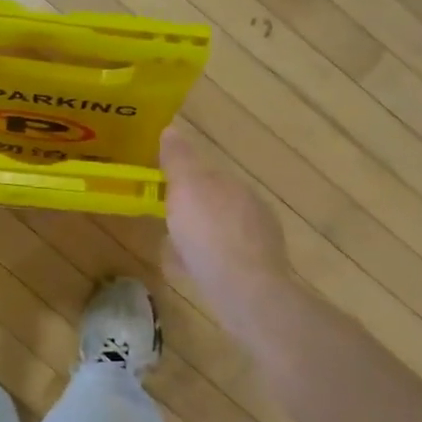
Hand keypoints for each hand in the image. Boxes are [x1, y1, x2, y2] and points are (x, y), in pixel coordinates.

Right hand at [160, 125, 292, 327]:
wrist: (245, 291)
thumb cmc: (210, 234)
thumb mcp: (186, 188)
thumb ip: (179, 160)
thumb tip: (171, 129)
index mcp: (236, 186)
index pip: (209, 174)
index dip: (185, 178)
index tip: (163, 188)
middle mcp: (252, 210)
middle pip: (217, 202)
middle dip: (195, 208)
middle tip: (166, 218)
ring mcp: (258, 243)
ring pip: (221, 232)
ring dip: (201, 235)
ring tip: (174, 246)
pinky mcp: (256, 273)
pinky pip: (224, 259)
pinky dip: (207, 260)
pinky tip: (191, 270)